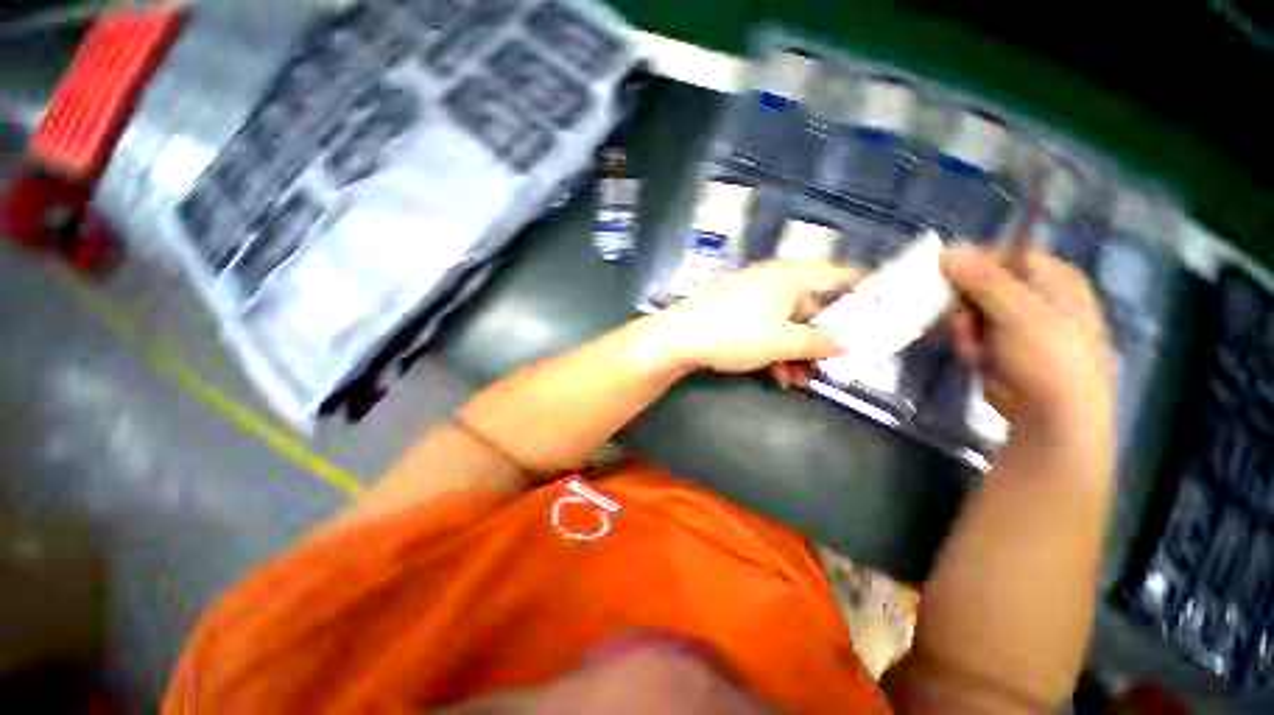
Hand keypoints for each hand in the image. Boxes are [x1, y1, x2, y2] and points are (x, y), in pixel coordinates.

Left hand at [659, 260, 861, 374]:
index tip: (878, 304)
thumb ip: (818, 343)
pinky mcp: (734, 311)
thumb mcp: (782, 342)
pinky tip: (774, 374)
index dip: (860, 288)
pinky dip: (773, 348)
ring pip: (786, 322)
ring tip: (796, 380)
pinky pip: (764, 327)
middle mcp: (772, 280)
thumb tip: (847, 344)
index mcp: (790, 277)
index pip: (837, 274)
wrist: (679, 338)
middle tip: (831, 362)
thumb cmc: (735, 334)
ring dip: (795, 351)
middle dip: (819, 338)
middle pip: (810, 306)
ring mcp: (751, 295)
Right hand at [942, 244, 1114, 444]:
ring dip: (965, 330)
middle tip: (963, 324)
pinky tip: (977, 360)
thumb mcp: (1017, 312)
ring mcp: (1020, 323)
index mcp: (1054, 278)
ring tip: (975, 350)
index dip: (971, 265)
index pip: (1003, 254)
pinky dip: (969, 345)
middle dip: (965, 306)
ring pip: (971, 311)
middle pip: (982, 284)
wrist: (1053, 417)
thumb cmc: (1047, 358)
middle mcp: (1037, 295)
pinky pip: (973, 333)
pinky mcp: (1003, 346)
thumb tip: (948, 251)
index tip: (944, 278)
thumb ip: (983, 279)